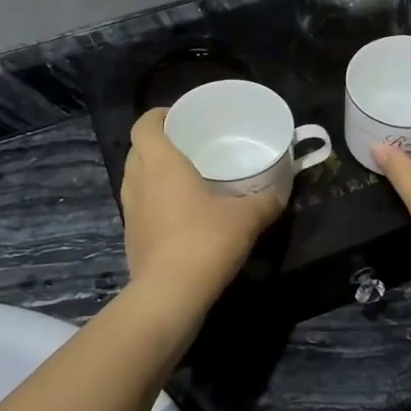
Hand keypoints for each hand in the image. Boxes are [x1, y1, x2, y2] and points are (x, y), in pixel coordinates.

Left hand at [121, 108, 282, 312]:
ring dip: (152, 173)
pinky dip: (153, 202)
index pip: (144, 125)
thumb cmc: (205, 241)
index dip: (157, 115)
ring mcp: (130, 211)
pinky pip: (139, 207)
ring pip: (135, 179)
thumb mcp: (247, 218)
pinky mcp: (131, 237)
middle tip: (185, 146)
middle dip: (156, 143)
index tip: (178, 116)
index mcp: (161, 164)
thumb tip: (281, 192)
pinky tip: (178, 215)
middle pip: (137, 150)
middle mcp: (139, 182)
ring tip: (182, 179)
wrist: (170, 294)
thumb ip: (265, 201)